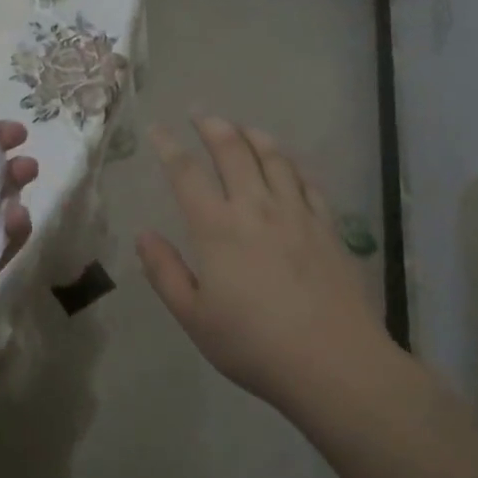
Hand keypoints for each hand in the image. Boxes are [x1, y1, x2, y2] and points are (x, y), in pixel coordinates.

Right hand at [137, 116, 386, 412]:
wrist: (334, 362)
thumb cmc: (254, 345)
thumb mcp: (195, 318)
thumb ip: (165, 272)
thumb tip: (143, 234)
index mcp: (217, 227)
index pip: (186, 172)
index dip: (168, 146)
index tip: (157, 129)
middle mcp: (255, 207)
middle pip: (232, 150)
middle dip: (212, 126)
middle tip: (200, 114)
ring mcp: (296, 212)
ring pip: (273, 157)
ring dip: (252, 135)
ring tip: (242, 128)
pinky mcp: (327, 224)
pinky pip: (306, 180)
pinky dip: (290, 164)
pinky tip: (287, 164)